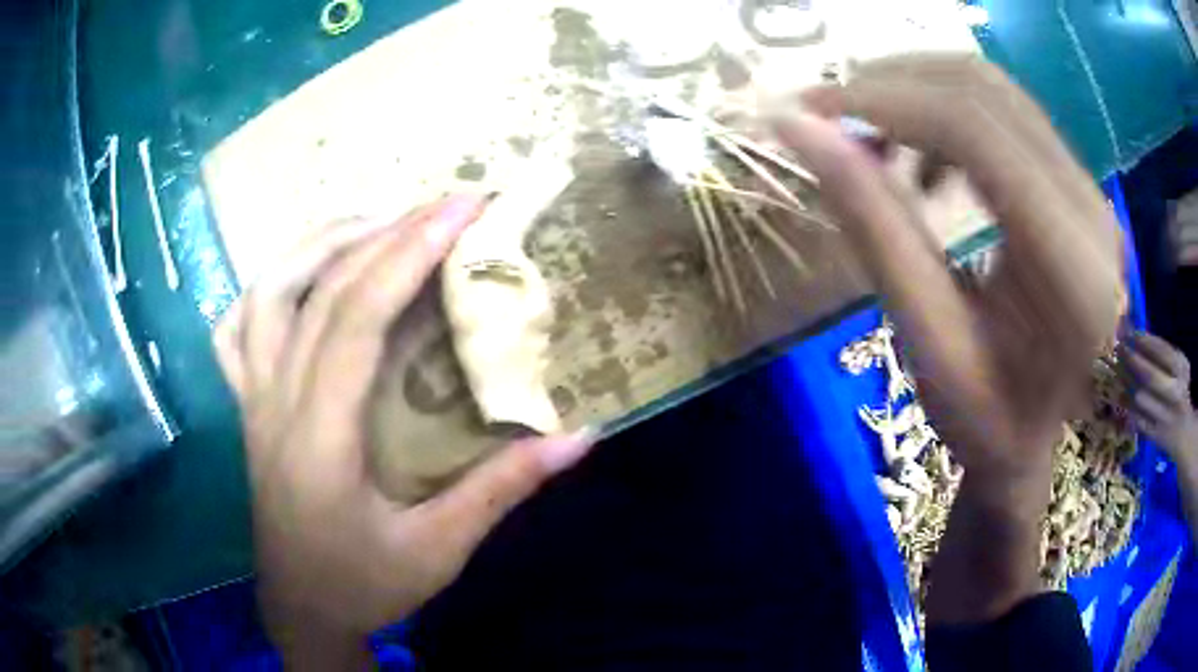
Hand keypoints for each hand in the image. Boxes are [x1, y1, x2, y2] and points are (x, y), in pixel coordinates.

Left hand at [212, 196, 595, 666]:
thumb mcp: (440, 550)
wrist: (301, 611)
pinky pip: (236, 328)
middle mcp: (274, 405)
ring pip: (266, 293)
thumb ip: (503, 490)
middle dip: (387, 232)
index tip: (462, 210)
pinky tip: (303, 275)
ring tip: (379, 222)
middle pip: (318, 292)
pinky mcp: (247, 407)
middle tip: (446, 202)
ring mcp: (252, 401)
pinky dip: (268, 285)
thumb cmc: (364, 586)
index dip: (407, 254)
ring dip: (322, 242)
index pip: (356, 320)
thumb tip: (581, 437)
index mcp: (318, 440)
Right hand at [775, 54, 1121, 622]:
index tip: (810, 108)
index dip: (885, 102)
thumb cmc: (983, 420)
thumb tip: (798, 128)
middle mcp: (1093, 212)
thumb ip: (872, 225)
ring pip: (995, 90)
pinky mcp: (1079, 187)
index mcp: (1071, 270)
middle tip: (829, 113)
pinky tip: (925, 160)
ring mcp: (1092, 192)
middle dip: (894, 83)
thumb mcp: (925, 340)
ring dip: (918, 92)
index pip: (977, 134)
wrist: (1036, 439)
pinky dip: (948, 114)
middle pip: (986, 92)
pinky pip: (1008, 113)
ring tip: (871, 137)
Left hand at [1120, 331, 1196, 464]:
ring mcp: (1164, 417)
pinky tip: (1118, 392)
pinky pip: (1136, 417)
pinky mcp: (1154, 435)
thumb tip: (1136, 335)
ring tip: (1116, 368)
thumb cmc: (1180, 390)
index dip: (1144, 341)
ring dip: (1125, 381)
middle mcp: (1174, 393)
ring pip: (1140, 398)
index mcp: (1181, 370)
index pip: (1162, 351)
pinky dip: (1126, 403)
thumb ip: (1163, 353)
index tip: (1129, 332)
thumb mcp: (1178, 367)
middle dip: (1132, 360)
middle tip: (1119, 348)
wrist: (1184, 433)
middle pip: (1150, 376)